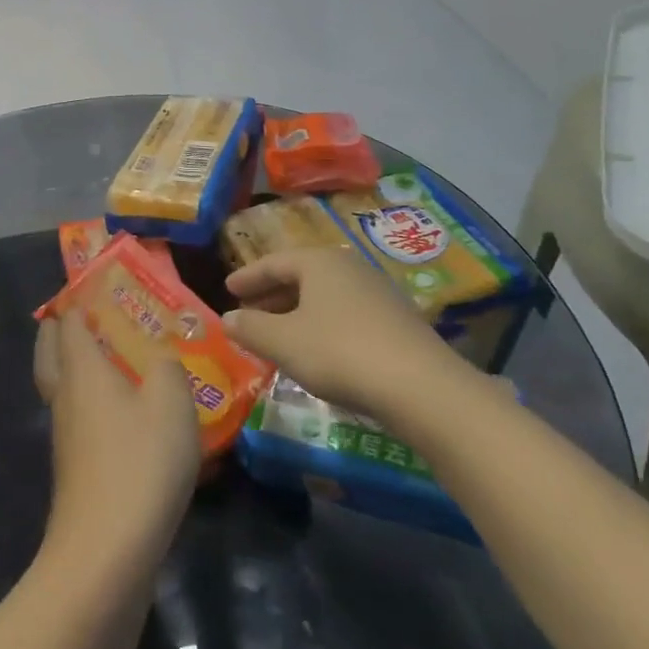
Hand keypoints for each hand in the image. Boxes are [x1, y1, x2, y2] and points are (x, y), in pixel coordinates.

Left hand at [33, 313, 200, 573]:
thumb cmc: (140, 461)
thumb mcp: (170, 401)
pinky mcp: (75, 469)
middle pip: (49, 351)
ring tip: (107, 359)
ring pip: (59, 386)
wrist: (107, 551)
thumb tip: (159, 356)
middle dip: (60, 330)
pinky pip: (76, 417)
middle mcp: (65, 396)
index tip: (94, 285)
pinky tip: (121, 414)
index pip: (69, 321)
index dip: (77, 299)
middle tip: (83, 316)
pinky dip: (89, 402)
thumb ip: (167, 366)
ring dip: (73, 366)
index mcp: (82, 369)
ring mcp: (65, 435)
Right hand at [223, 248, 479, 419]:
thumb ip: (251, 328)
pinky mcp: (396, 320)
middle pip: (301, 276)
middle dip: (272, 294)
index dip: (248, 277)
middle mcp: (348, 266)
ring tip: (278, 334)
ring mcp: (377, 292)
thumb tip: (227, 318)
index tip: (227, 288)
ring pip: (324, 296)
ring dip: (297, 311)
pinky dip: (322, 324)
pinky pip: (345, 313)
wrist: (421, 387)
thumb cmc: (340, 353)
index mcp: (319, 261)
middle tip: (248, 311)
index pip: (273, 262)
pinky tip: (317, 350)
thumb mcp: (284, 342)